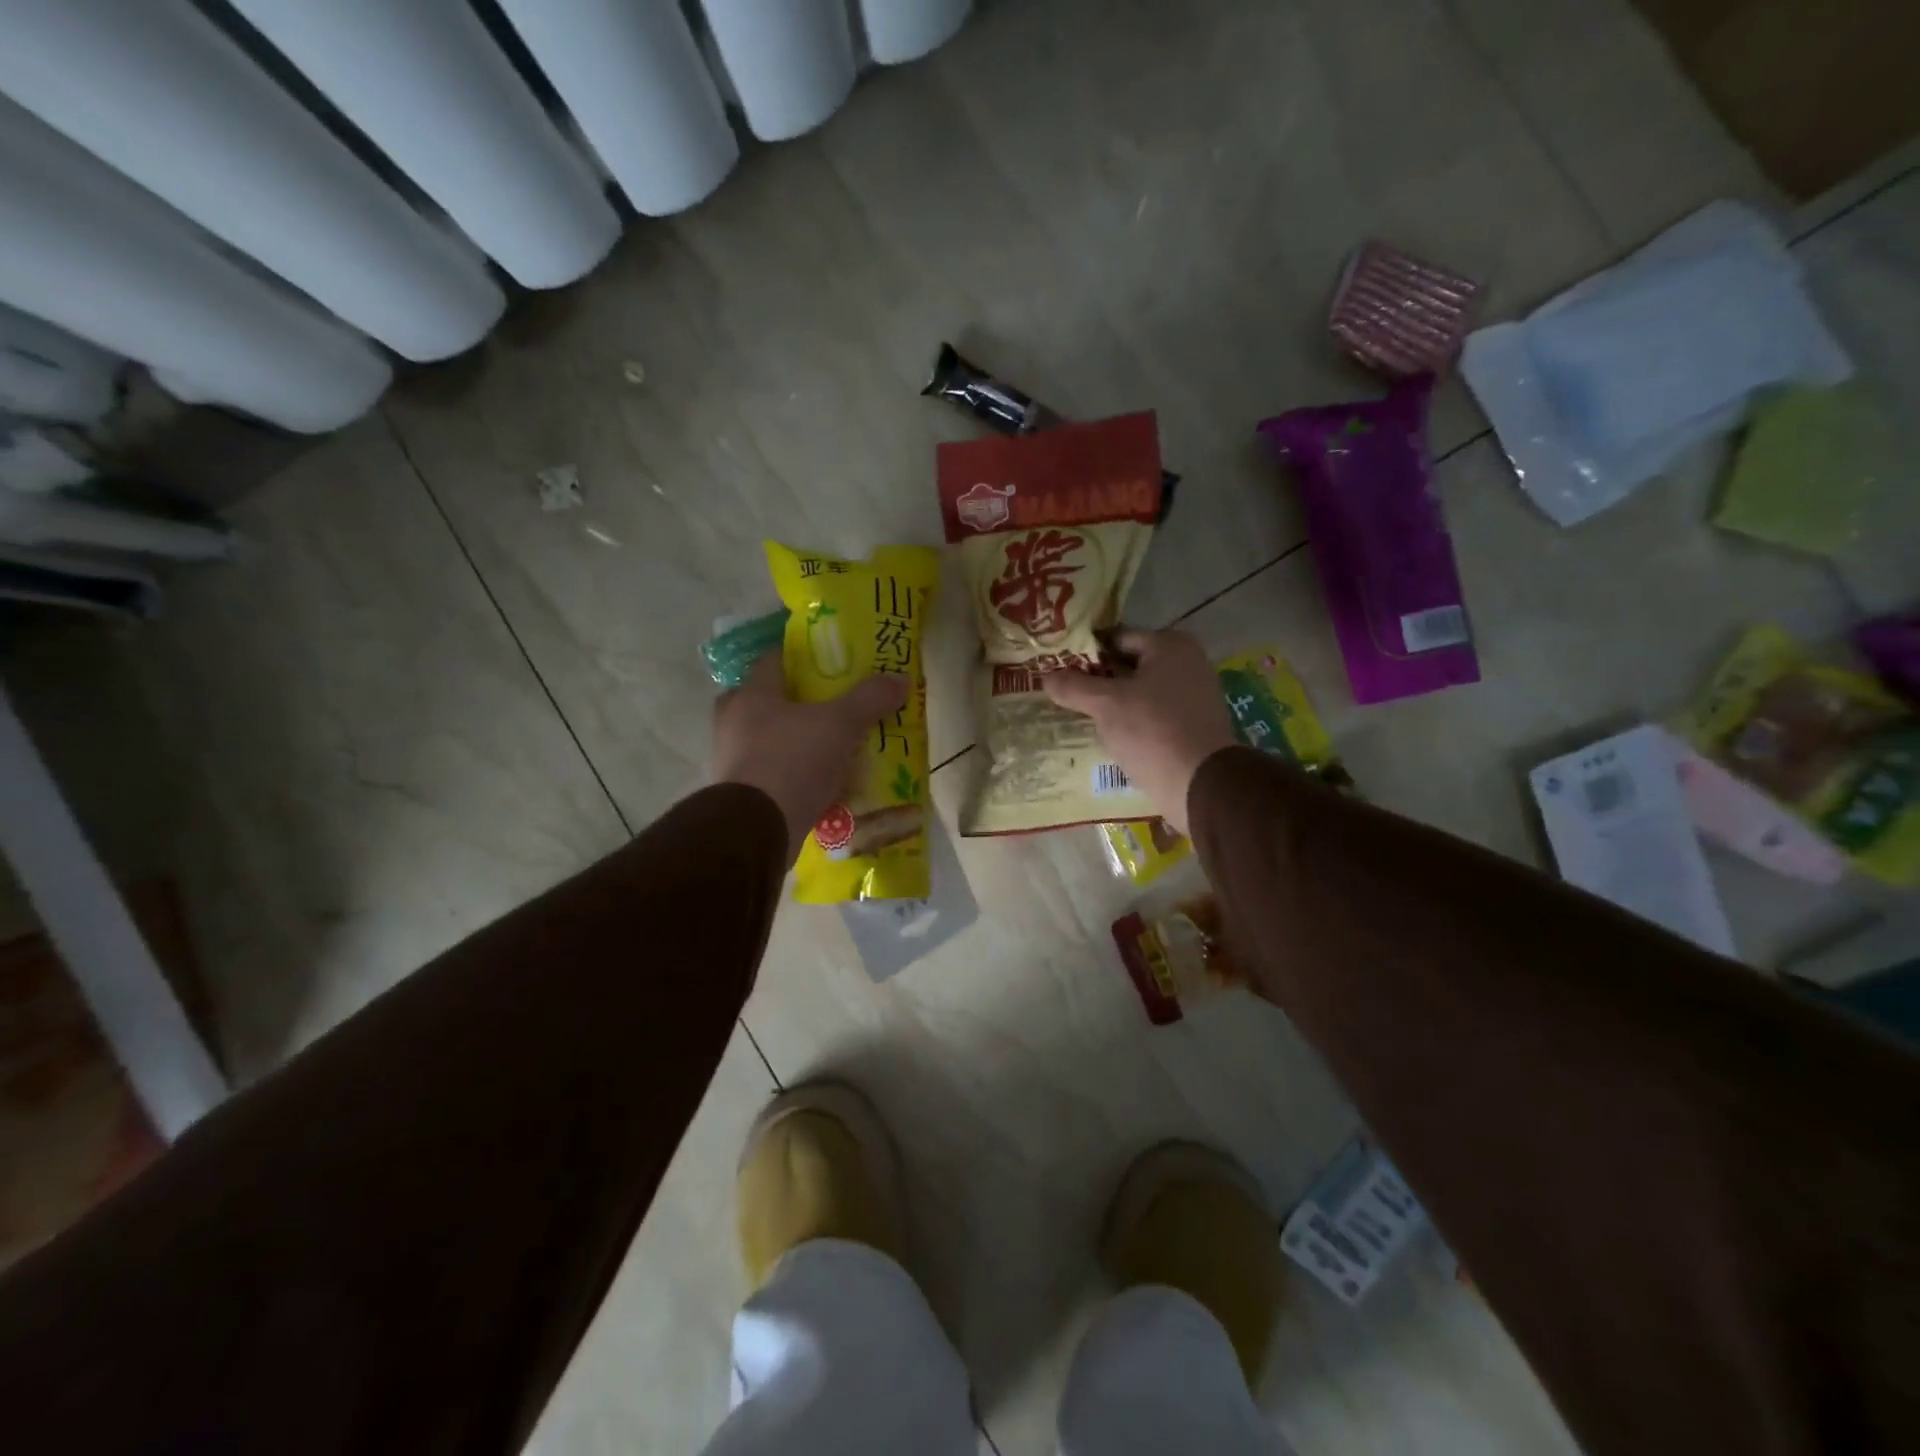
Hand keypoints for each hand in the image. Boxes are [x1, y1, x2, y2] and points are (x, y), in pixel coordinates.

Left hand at [714, 654, 909, 863]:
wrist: (758, 828)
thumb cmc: (793, 760)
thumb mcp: (840, 724)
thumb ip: (869, 699)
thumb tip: (899, 678)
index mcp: (751, 694)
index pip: (773, 660)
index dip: (802, 657)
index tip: (830, 661)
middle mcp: (734, 722)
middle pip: (768, 701)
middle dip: (798, 703)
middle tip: (831, 706)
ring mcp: (734, 761)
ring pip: (770, 740)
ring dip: (797, 742)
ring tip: (833, 746)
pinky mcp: (742, 795)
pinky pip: (774, 775)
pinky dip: (796, 775)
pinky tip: (824, 782)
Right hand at [1042, 628, 1234, 835]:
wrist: (1201, 785)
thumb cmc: (1153, 731)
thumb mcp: (1106, 705)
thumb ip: (1073, 686)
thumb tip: (1046, 676)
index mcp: (1170, 645)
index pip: (1116, 637)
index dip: (1085, 652)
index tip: (1057, 667)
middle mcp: (1187, 663)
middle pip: (1128, 665)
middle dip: (1096, 679)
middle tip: (1063, 692)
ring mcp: (1192, 695)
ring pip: (1139, 692)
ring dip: (1112, 703)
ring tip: (1078, 715)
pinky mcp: (1191, 725)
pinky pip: (1151, 715)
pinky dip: (1130, 721)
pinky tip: (1106, 735)